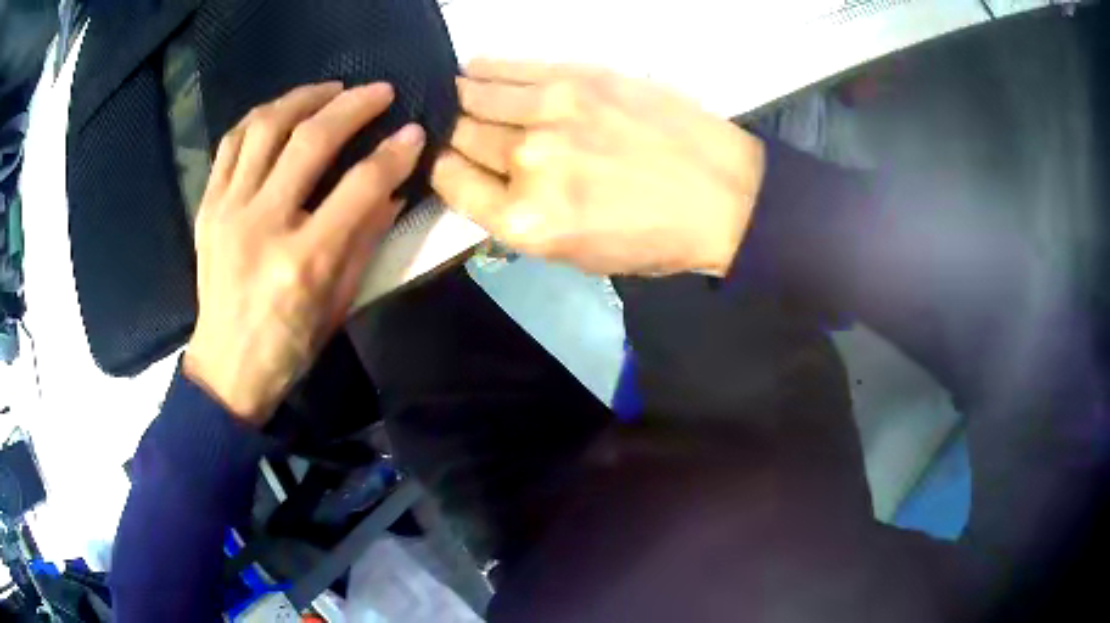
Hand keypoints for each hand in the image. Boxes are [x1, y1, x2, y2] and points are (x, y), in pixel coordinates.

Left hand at [184, 82, 425, 423]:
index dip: (394, 153)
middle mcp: (262, 225)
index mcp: (303, 261)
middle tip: (379, 91)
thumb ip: (366, 240)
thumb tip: (394, 190)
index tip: (414, 132)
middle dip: (353, 105)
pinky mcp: (207, 208)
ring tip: (330, 90)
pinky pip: (231, 143)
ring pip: (265, 127)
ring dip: (303, 97)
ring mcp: (228, 211)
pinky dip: (259, 117)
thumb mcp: (339, 304)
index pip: (360, 186)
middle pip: (311, 140)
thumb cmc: (289, 348)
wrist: (225, 369)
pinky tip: (281, 112)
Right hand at [431, 60, 765, 275]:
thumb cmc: (653, 238)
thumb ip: (517, 218)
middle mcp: (528, 162)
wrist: (723, 196)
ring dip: (465, 98)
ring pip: (476, 95)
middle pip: (461, 135)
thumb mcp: (575, 255)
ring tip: (466, 96)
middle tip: (468, 131)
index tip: (455, 164)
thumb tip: (479, 179)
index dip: (446, 171)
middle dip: (458, 136)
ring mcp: (553, 112)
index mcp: (525, 219)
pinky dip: (485, 69)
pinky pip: (510, 67)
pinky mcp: (579, 77)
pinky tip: (476, 69)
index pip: (449, 181)